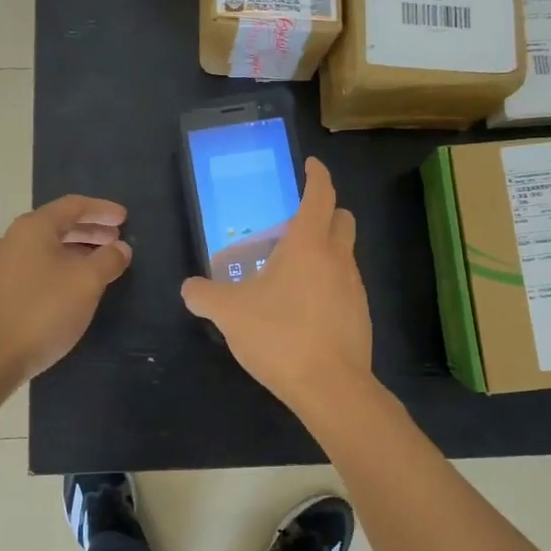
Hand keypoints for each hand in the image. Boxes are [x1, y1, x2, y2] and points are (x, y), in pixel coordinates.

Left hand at [0, 196, 131, 384]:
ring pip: (47, 247)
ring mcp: (2, 266)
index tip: (125, 218)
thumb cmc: (44, 310)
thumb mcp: (87, 282)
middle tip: (117, 239)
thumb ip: (108, 259)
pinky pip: (37, 266)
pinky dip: (61, 266)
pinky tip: (75, 285)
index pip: (73, 206)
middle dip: (90, 230)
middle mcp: (13, 239)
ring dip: (77, 250)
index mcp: (33, 228)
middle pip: (58, 225)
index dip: (102, 210)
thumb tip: (120, 248)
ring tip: (101, 261)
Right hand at [181, 157, 371, 408]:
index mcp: (308, 243)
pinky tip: (303, 308)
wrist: (330, 386)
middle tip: (295, 223)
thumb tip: (190, 288)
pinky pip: (345, 284)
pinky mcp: (360, 314)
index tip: (310, 165)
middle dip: (324, 211)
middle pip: (342, 218)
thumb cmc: (279, 335)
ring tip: (291, 272)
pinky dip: (328, 282)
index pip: (320, 194)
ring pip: (344, 253)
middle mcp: (338, 257)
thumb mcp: (229, 313)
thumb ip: (204, 295)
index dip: (317, 175)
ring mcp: (355, 286)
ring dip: (324, 250)